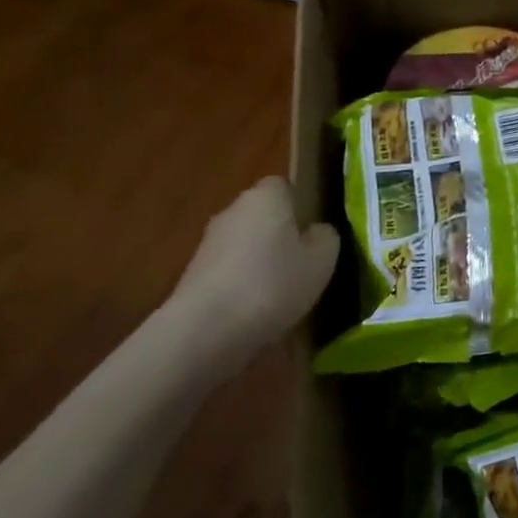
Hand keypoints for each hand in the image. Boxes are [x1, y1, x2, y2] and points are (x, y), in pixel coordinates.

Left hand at [174, 178, 339, 359]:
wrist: (205, 330)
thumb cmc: (273, 283)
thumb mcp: (323, 259)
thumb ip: (325, 237)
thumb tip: (316, 231)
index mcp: (266, 196)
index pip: (286, 186)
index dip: (302, 206)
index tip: (316, 233)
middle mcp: (233, 210)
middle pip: (264, 215)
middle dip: (281, 235)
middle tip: (305, 264)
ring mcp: (208, 243)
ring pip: (246, 244)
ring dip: (261, 262)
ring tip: (283, 294)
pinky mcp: (192, 275)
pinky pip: (230, 271)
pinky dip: (243, 285)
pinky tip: (256, 311)